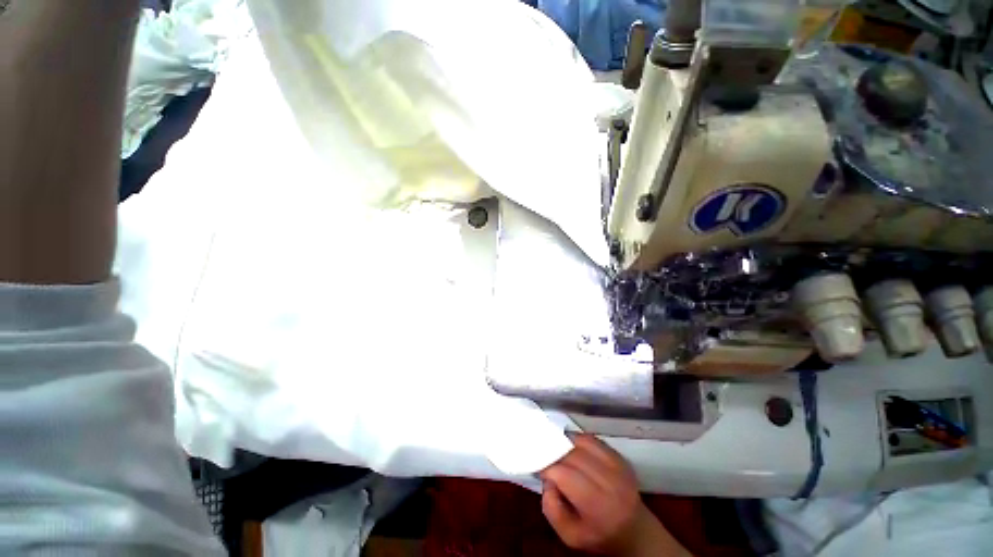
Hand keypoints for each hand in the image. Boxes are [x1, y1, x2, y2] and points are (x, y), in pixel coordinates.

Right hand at [540, 434, 689, 556]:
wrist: (634, 532)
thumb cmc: (598, 535)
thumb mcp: (570, 536)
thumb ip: (552, 510)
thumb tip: (548, 480)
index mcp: (597, 506)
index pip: (565, 474)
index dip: (548, 467)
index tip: (540, 469)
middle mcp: (610, 482)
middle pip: (574, 455)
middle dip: (556, 454)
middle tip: (547, 459)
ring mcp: (618, 467)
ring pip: (584, 442)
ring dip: (567, 443)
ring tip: (559, 451)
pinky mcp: (620, 457)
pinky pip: (594, 440)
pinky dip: (579, 440)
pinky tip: (573, 448)